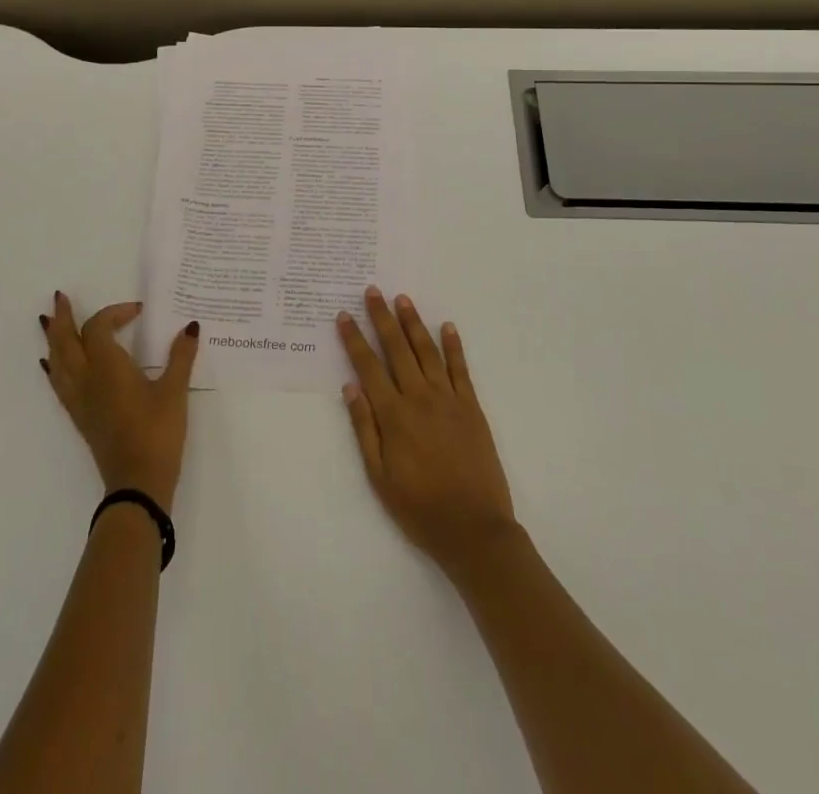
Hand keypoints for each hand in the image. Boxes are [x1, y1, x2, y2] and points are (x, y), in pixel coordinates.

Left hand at [41, 293, 199, 510]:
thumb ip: (181, 356)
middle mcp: (87, 379)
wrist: (138, 483)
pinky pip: (59, 383)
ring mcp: (79, 400)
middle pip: (66, 341)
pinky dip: (54, 367)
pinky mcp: (80, 417)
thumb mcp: (174, 391)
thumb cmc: (158, 433)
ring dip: (53, 338)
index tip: (138, 311)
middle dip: (63, 317)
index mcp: (108, 367)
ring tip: (47, 322)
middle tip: (59, 298)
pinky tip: (51, 364)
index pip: (99, 328)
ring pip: (58, 361)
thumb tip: (190, 326)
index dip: (115, 313)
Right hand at [337, 287, 517, 573]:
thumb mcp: (379, 477)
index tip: (344, 315)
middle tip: (373, 291)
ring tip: (403, 299)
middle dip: (382, 318)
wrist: (474, 528)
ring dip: (413, 323)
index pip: (369, 367)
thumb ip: (364, 429)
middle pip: (397, 349)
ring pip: (427, 351)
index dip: (354, 340)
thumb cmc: (419, 507)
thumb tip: (351, 386)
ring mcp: (449, 399)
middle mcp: (420, 398)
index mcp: (394, 416)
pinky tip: (447, 326)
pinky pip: (461, 369)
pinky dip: (454, 346)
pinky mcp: (472, 407)